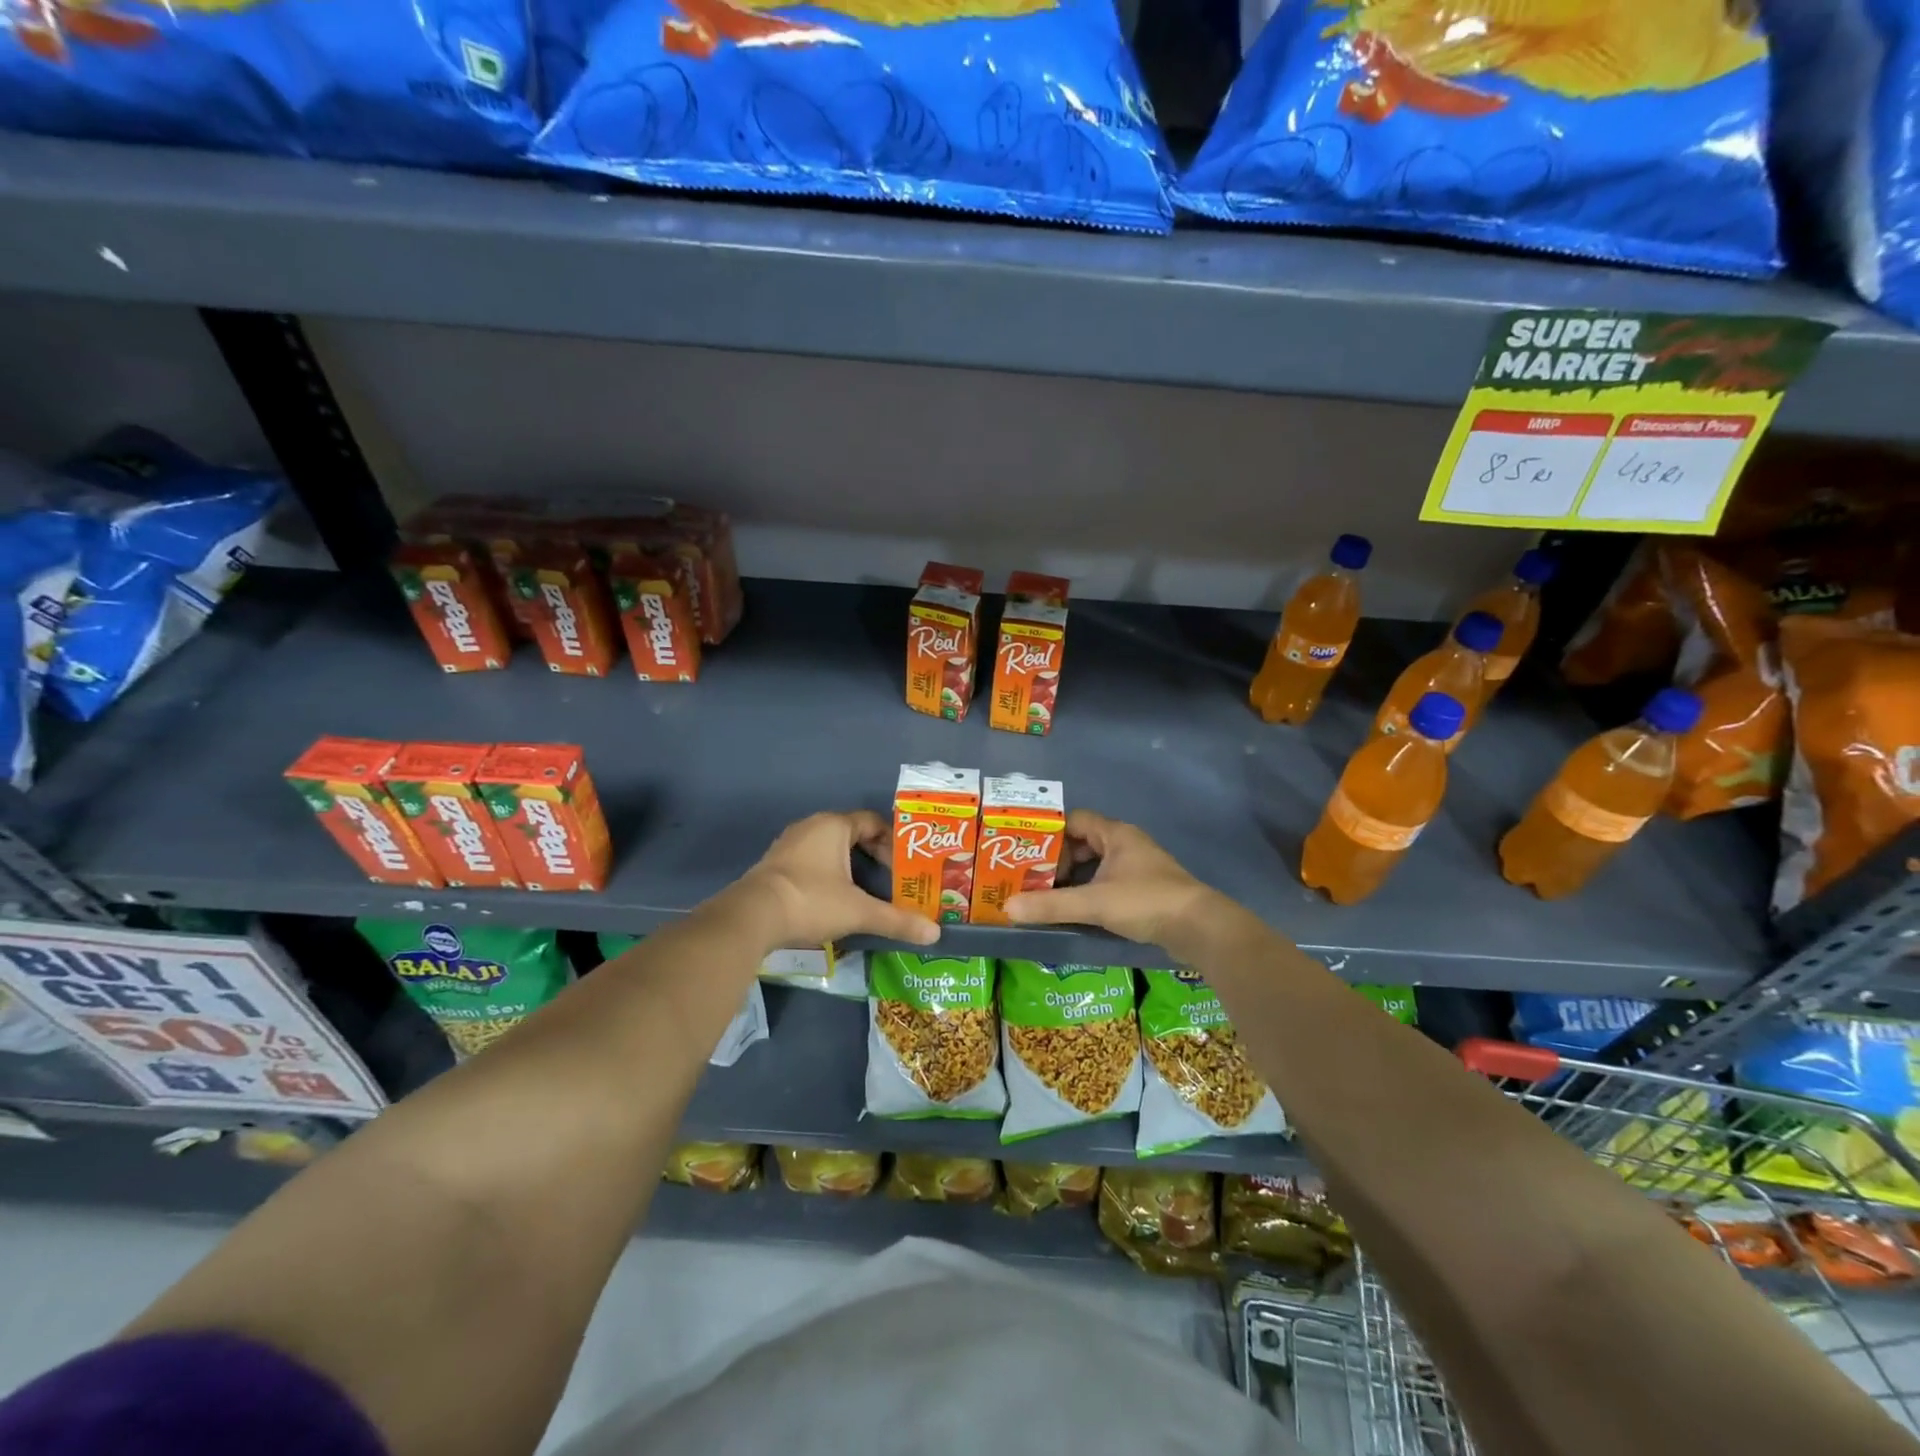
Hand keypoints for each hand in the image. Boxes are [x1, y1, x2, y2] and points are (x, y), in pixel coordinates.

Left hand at [730, 811, 939, 950]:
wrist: (752, 917)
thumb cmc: (811, 901)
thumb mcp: (859, 912)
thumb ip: (896, 920)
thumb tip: (935, 934)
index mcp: (834, 826)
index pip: (872, 822)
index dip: (892, 841)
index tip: (904, 865)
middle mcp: (811, 826)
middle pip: (851, 833)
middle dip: (873, 854)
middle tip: (890, 879)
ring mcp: (789, 844)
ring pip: (829, 847)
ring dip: (849, 865)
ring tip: (866, 890)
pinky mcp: (775, 864)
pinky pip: (810, 860)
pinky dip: (827, 873)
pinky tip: (833, 898)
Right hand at [1005, 810, 1226, 953]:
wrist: (1200, 928)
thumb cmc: (1145, 902)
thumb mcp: (1094, 903)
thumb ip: (1051, 905)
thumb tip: (1007, 908)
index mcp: (1115, 834)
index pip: (1074, 820)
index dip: (1049, 832)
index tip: (1025, 851)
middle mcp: (1126, 843)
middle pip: (1082, 842)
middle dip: (1057, 859)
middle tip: (1030, 876)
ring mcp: (1137, 866)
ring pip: (1095, 864)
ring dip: (1073, 876)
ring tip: (1045, 893)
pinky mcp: (1144, 889)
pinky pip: (1107, 881)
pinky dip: (1088, 890)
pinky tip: (1074, 908)